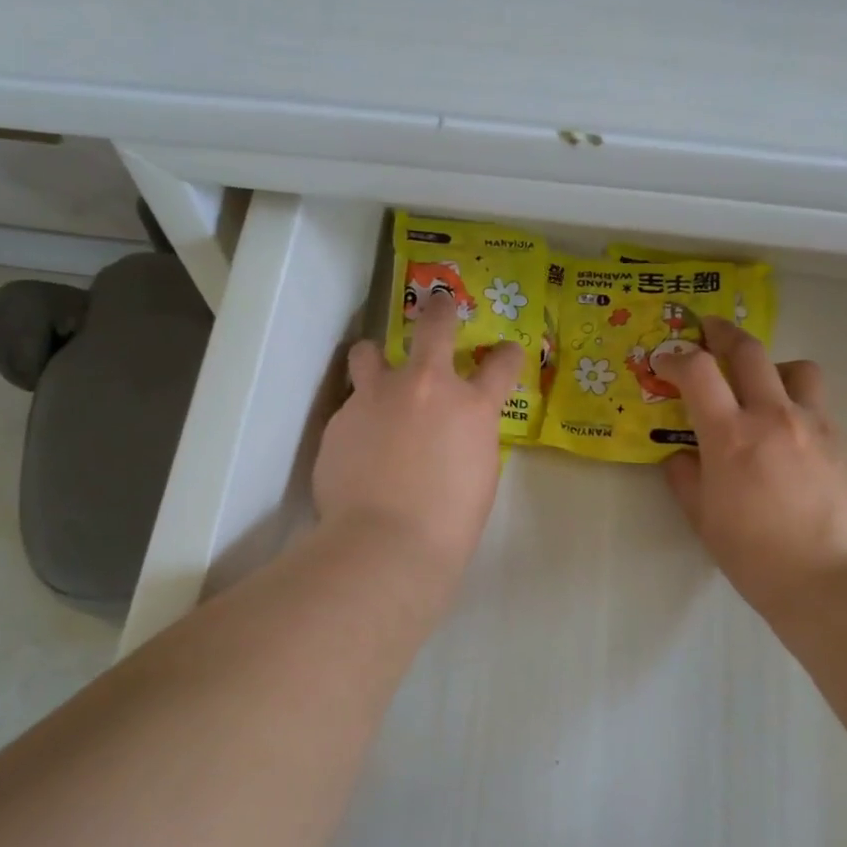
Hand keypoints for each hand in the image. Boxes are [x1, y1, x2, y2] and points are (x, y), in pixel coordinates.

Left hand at [314, 294, 521, 576]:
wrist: (386, 542)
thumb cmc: (449, 522)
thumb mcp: (479, 474)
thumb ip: (469, 438)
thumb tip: (454, 429)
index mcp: (472, 407)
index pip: (501, 364)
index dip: (506, 355)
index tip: (505, 353)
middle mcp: (425, 387)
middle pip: (434, 325)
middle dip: (440, 310)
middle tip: (439, 304)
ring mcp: (377, 397)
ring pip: (369, 351)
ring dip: (376, 358)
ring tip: (375, 374)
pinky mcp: (340, 418)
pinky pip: (351, 406)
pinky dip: (359, 418)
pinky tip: (358, 449)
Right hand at [658, 318, 846, 615]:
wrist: (829, 580)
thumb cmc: (754, 555)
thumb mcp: (703, 518)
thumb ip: (686, 478)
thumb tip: (681, 456)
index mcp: (730, 436)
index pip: (698, 371)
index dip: (674, 357)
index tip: (663, 361)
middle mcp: (772, 416)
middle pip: (748, 350)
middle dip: (721, 333)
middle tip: (707, 332)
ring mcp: (813, 424)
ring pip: (794, 367)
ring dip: (770, 364)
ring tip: (759, 384)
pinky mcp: (841, 440)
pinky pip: (817, 401)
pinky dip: (795, 399)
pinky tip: (787, 429)